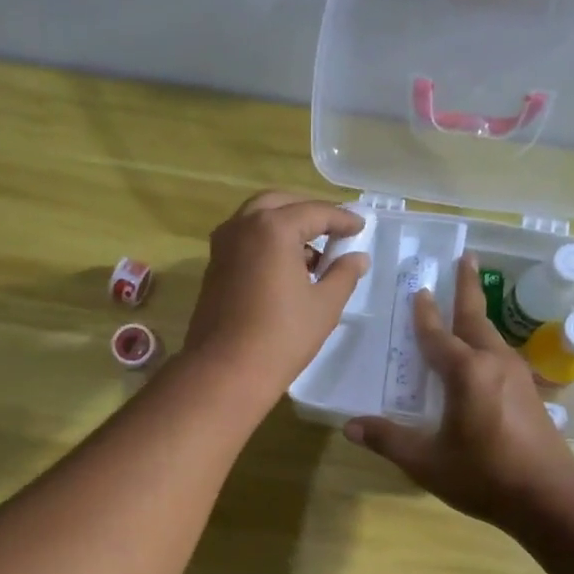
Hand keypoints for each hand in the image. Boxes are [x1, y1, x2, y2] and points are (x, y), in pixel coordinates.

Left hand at [183, 192, 368, 400]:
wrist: (226, 370)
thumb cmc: (282, 336)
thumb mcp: (324, 305)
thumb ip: (344, 274)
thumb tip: (357, 257)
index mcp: (273, 227)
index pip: (315, 211)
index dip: (342, 219)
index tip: (360, 228)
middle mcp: (242, 226)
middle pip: (280, 203)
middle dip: (308, 213)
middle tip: (333, 231)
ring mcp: (223, 246)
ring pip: (257, 219)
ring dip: (285, 226)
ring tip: (312, 256)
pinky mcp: (213, 267)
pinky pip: (244, 240)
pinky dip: (266, 242)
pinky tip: (285, 269)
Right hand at [344, 253, 573, 530]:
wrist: (550, 496)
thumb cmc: (485, 476)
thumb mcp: (427, 462)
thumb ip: (389, 440)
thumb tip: (350, 427)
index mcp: (467, 373)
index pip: (437, 336)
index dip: (423, 314)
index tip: (418, 289)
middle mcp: (494, 364)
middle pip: (476, 318)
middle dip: (467, 287)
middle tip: (465, 257)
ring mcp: (518, 376)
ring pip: (492, 335)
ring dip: (478, 314)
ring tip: (469, 302)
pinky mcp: (531, 392)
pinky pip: (502, 355)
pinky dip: (487, 342)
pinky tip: (484, 355)